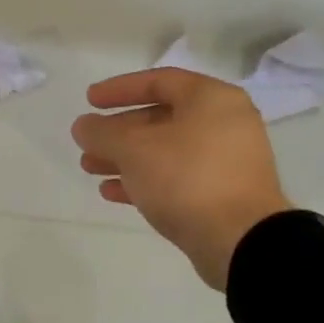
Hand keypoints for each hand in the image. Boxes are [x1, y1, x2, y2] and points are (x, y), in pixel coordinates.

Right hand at [71, 69, 291, 289]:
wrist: (240, 241)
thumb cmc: (186, 179)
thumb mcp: (134, 149)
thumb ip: (102, 133)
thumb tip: (83, 126)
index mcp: (211, 100)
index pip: (159, 81)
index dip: (119, 89)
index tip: (89, 101)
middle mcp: (224, 124)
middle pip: (160, 118)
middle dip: (118, 131)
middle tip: (87, 142)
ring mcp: (225, 161)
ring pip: (165, 151)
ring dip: (125, 158)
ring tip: (90, 168)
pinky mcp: (221, 194)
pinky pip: (176, 178)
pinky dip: (144, 180)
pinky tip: (111, 192)